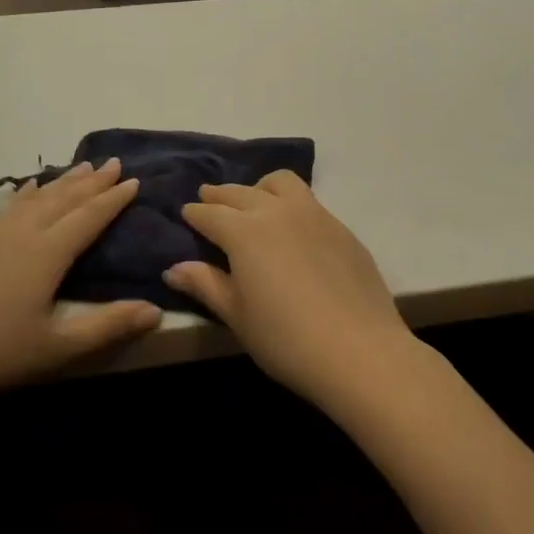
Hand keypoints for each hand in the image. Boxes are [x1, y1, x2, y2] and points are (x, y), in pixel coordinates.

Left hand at [0, 159, 161, 410]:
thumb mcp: (55, 348)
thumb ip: (106, 326)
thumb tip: (156, 309)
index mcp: (46, 252)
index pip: (88, 217)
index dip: (113, 199)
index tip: (133, 181)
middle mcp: (22, 232)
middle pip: (63, 198)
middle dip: (92, 181)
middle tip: (114, 162)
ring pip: (35, 196)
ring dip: (62, 181)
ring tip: (81, 167)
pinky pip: (9, 204)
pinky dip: (27, 191)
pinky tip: (27, 189)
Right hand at [163, 172, 415, 407]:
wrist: (360, 351)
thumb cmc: (286, 339)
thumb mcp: (237, 316)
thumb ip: (206, 285)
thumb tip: (173, 268)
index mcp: (244, 231)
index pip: (210, 213)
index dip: (195, 213)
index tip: (186, 212)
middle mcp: (277, 211)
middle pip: (241, 192)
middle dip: (221, 195)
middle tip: (208, 197)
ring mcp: (314, 214)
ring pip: (280, 183)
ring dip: (259, 187)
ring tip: (253, 201)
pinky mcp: (341, 228)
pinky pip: (308, 200)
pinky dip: (290, 203)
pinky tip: (292, 226)